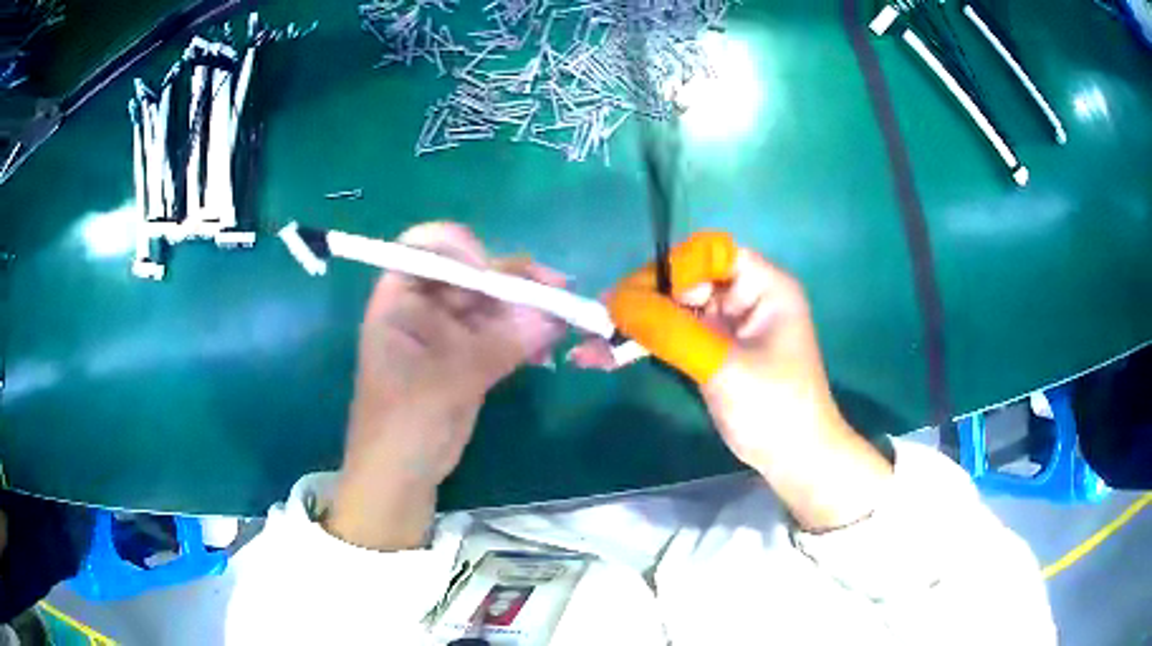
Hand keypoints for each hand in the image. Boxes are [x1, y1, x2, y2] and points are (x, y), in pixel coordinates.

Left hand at [326, 222, 565, 549]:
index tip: (491, 270)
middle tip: (554, 288)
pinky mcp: (470, 357)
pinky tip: (551, 342)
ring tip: (563, 313)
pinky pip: (503, 333)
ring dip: (527, 306)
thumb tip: (552, 318)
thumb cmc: (402, 426)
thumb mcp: (444, 383)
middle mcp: (423, 309)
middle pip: (470, 275)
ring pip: (492, 304)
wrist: (401, 477)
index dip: (458, 250)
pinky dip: (527, 334)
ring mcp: (449, 333)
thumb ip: (497, 347)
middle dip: (511, 279)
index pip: (424, 250)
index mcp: (398, 301)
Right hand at [571, 232, 891, 529]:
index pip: (711, 253)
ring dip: (638, 323)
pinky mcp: (712, 351)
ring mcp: (727, 326)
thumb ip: (671, 331)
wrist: (793, 459)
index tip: (634, 295)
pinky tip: (606, 355)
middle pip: (688, 279)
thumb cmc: (774, 407)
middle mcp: (745, 297)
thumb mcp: (723, 366)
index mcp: (764, 285)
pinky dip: (645, 345)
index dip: (673, 268)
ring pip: (675, 309)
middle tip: (604, 319)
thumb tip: (615, 301)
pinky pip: (674, 337)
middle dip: (646, 298)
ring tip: (594, 341)